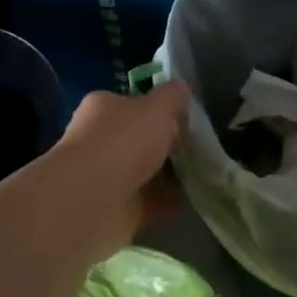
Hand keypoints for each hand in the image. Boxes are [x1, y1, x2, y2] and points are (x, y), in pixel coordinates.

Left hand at [46, 83, 189, 259]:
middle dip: (167, 143)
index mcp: (104, 108)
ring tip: (204, 173)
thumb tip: (181, 88)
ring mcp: (107, 176)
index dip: (160, 109)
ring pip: (146, 171)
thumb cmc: (123, 142)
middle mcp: (100, 140)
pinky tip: (194, 198)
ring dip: (170, 174)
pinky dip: (169, 201)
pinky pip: (150, 201)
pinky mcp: (117, 208)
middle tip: (199, 146)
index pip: (133, 103)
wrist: (92, 201)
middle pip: (140, 139)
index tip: (187, 118)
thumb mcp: (158, 107)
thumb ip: (172, 96)